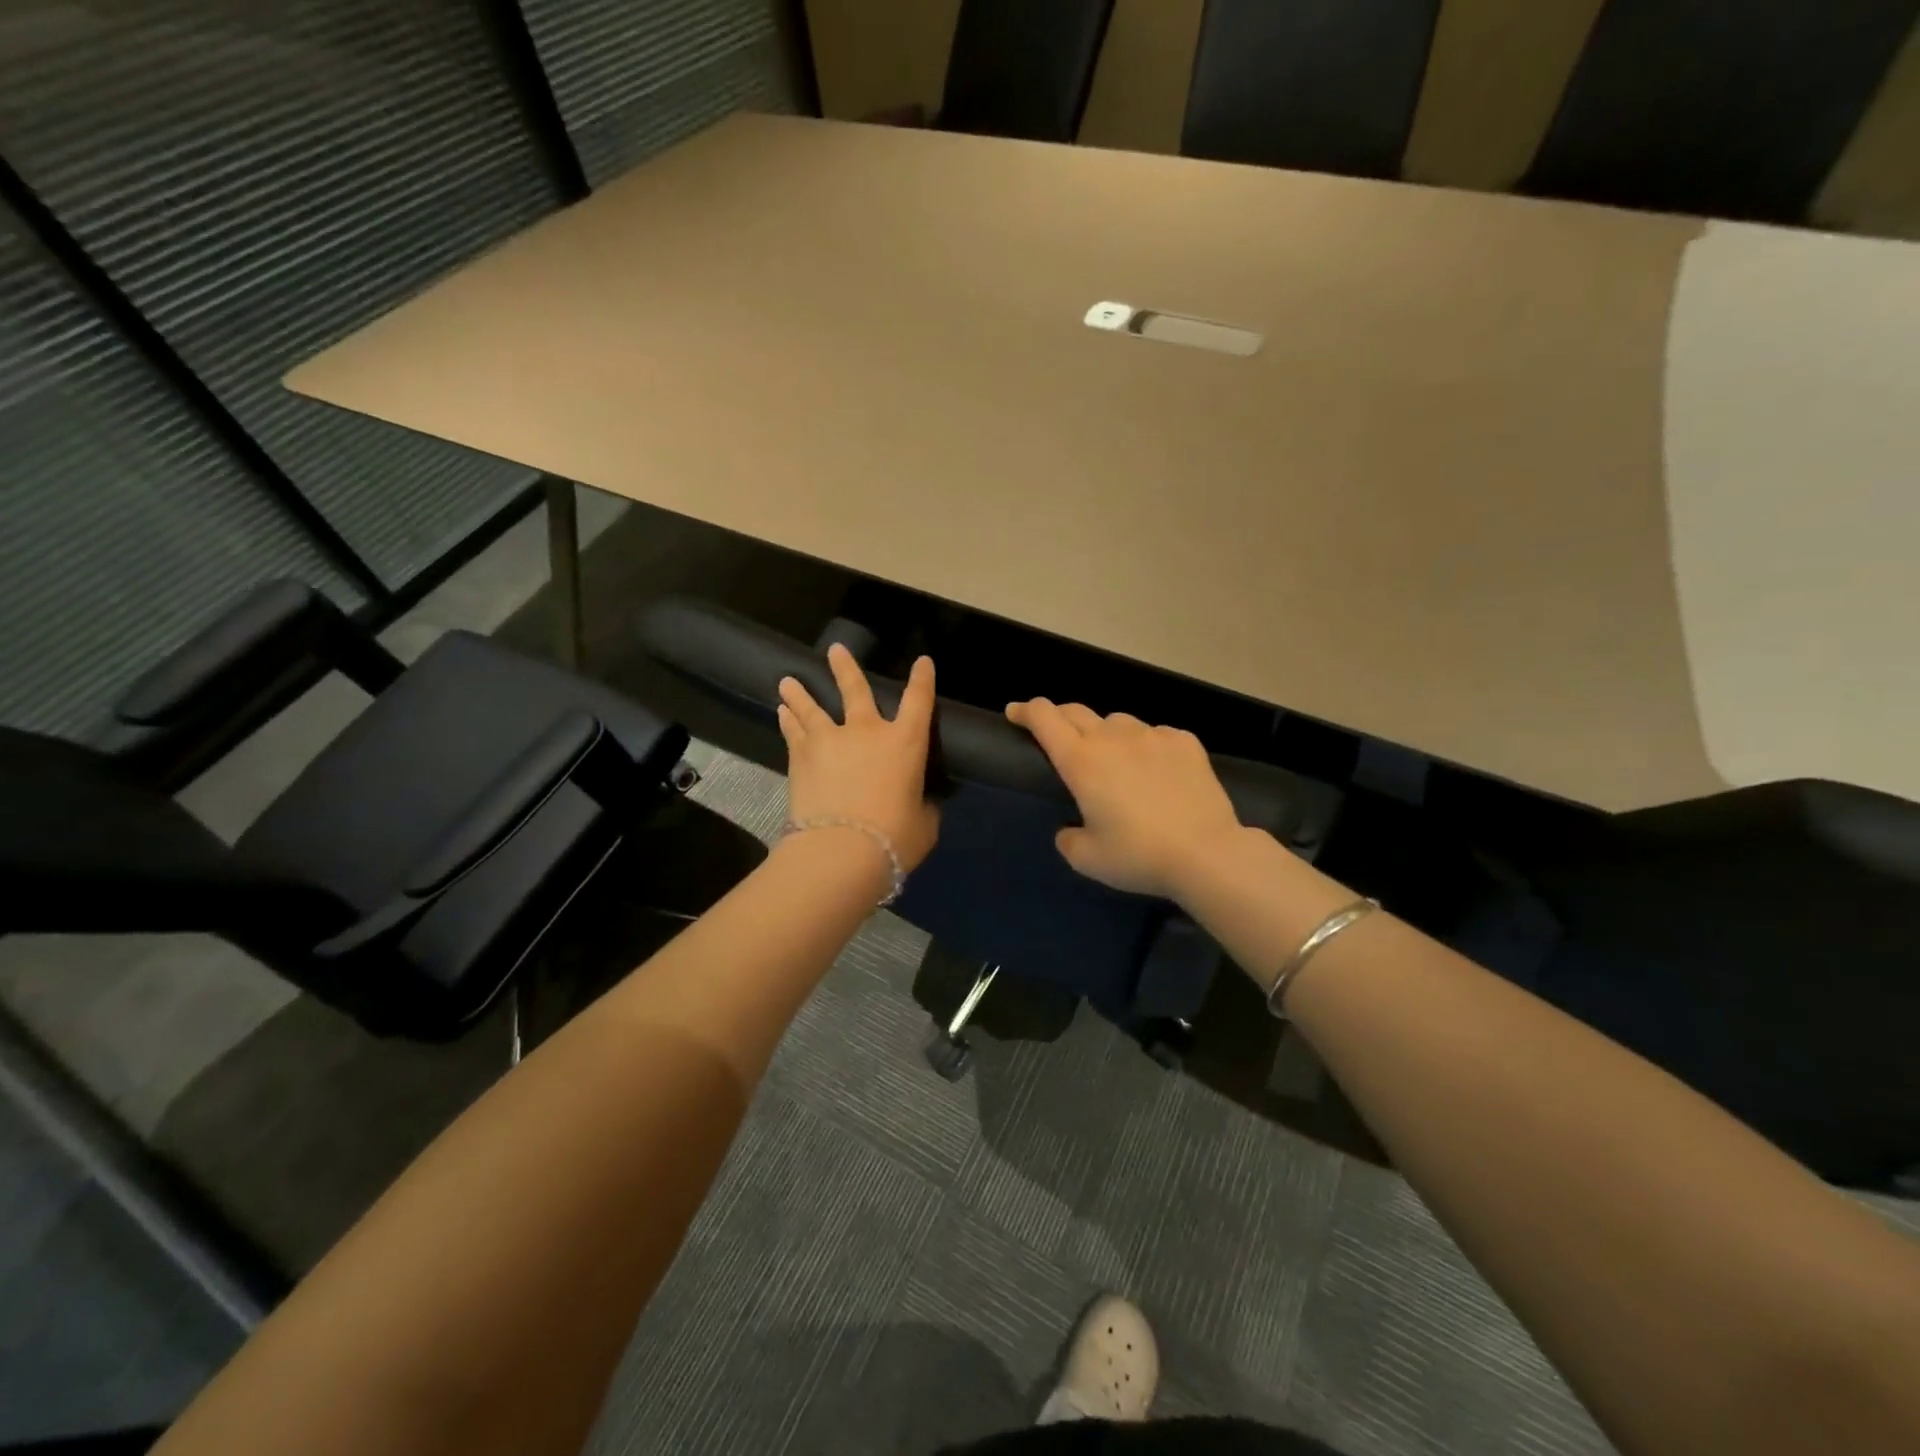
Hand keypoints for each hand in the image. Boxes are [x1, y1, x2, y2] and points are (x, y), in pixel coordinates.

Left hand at [777, 646, 940, 871]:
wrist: (841, 849)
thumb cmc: (894, 838)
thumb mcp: (923, 824)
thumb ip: (923, 807)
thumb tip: (920, 804)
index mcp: (906, 742)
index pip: (919, 701)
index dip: (923, 679)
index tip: (923, 662)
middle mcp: (868, 731)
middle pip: (855, 689)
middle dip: (845, 668)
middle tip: (834, 650)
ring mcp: (831, 739)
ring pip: (812, 706)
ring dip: (800, 692)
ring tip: (787, 681)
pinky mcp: (801, 755)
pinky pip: (794, 729)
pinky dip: (788, 719)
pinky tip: (781, 712)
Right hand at [1005, 699, 1242, 897]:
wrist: (1206, 853)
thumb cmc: (1138, 856)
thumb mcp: (1087, 859)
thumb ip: (1068, 838)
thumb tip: (1069, 829)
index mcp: (1081, 761)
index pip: (1044, 718)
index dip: (1026, 711)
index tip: (1016, 713)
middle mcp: (1112, 738)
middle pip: (1076, 711)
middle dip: (1058, 717)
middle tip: (1055, 732)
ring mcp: (1151, 735)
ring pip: (1117, 722)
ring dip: (1105, 733)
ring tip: (1113, 757)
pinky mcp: (1184, 741)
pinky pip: (1155, 734)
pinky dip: (1146, 745)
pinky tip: (1155, 768)